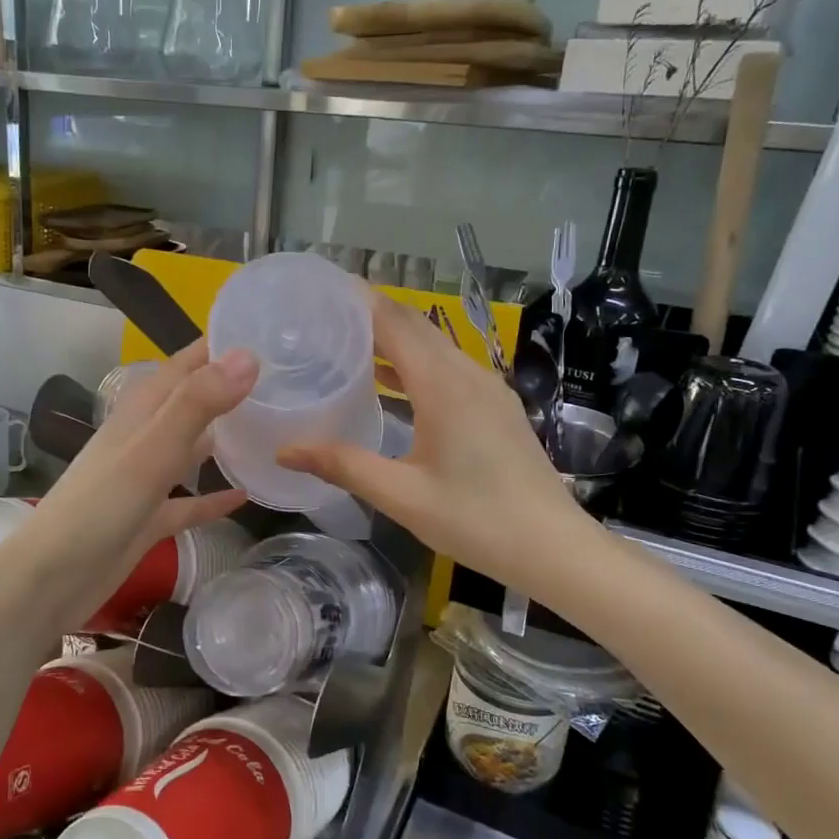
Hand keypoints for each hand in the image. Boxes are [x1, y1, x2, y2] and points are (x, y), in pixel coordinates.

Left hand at [19, 340, 256, 628]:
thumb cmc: (100, 507)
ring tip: (273, 427)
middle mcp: (145, 436)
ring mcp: (147, 478)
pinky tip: (246, 494)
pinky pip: (190, 500)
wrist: (52, 578)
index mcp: (142, 410)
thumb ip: (198, 403)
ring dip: (225, 436)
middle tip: (284, 379)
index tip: (269, 331)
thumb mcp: (152, 450)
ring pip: (193, 447)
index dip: (222, 345)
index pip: (187, 363)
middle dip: (231, 387)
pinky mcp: (150, 517)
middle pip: (193, 401)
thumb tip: (249, 356)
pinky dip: (215, 496)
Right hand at [278, 295, 590, 593]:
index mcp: (443, 386)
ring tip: (347, 345)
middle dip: (372, 315)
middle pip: (416, 327)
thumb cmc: (475, 520)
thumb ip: (343, 465)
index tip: (322, 292)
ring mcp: (488, 389)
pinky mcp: (497, 406)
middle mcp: (467, 374)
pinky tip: (390, 384)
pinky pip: (449, 368)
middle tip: (325, 317)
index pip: (394, 323)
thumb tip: (285, 450)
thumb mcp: (401, 496)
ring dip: (394, 340)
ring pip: (435, 347)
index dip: (359, 301)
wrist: (552, 547)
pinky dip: (415, 364)